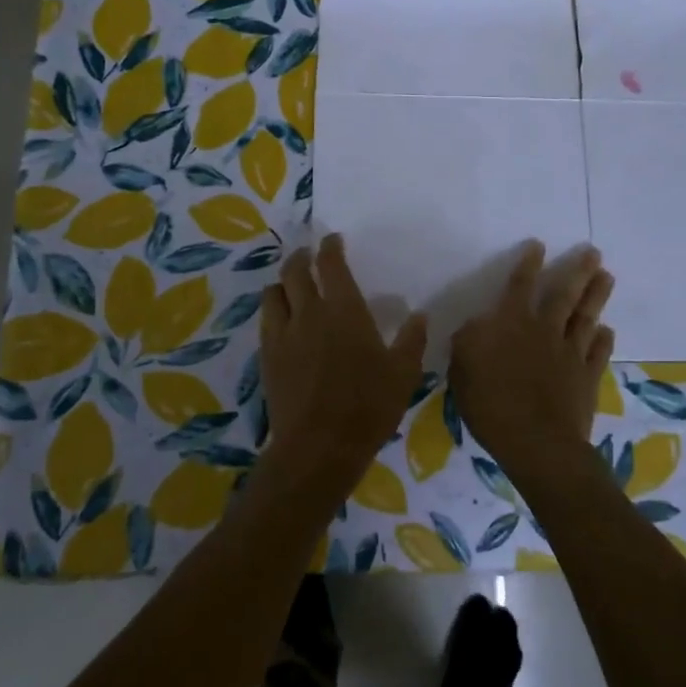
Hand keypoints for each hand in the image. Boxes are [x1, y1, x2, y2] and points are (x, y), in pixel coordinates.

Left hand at [259, 233, 426, 496]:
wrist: (319, 446)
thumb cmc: (368, 407)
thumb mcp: (403, 374)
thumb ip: (412, 340)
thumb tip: (419, 315)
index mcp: (344, 309)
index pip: (331, 264)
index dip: (330, 247)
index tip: (333, 240)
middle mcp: (308, 312)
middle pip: (294, 271)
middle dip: (301, 257)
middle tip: (309, 256)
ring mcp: (283, 334)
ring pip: (274, 293)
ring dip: (283, 283)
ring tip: (291, 286)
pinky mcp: (267, 357)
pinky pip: (266, 321)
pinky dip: (274, 310)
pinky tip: (283, 321)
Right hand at [449, 241, 613, 485]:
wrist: (537, 442)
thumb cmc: (491, 403)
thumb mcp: (462, 367)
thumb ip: (468, 340)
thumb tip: (479, 324)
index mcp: (511, 324)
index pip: (520, 285)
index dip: (528, 264)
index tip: (539, 245)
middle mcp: (544, 331)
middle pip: (564, 295)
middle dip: (578, 271)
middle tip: (594, 252)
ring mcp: (570, 354)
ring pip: (586, 317)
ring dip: (596, 296)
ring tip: (607, 277)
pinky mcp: (586, 378)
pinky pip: (598, 353)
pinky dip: (604, 340)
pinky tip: (607, 330)